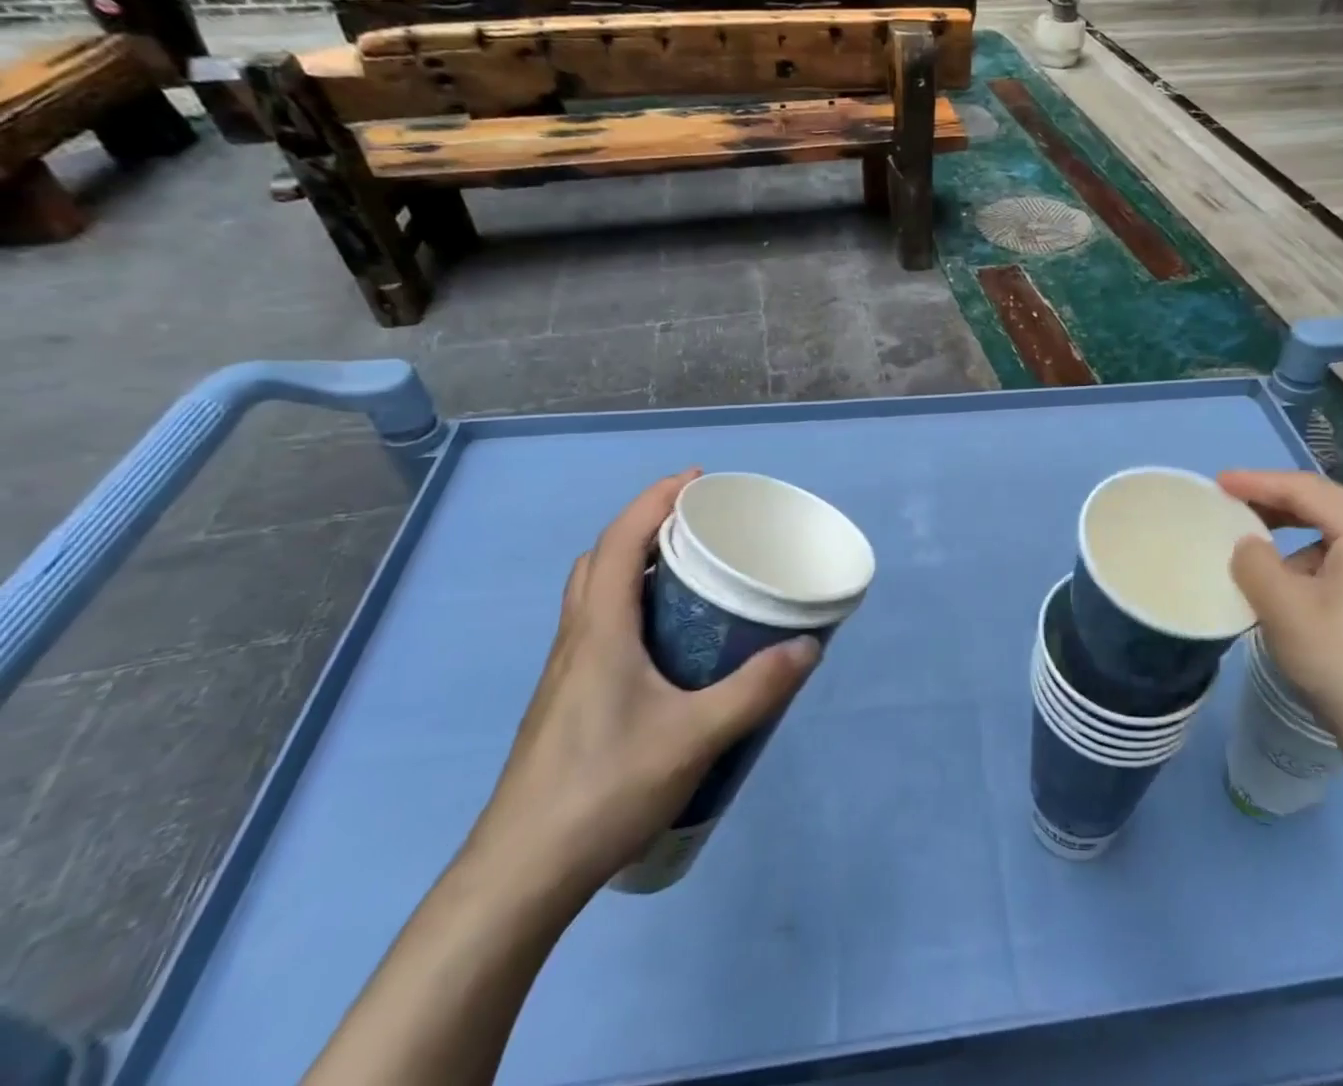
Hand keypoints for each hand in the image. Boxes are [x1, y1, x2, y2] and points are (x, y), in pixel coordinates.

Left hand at [466, 469, 820, 898]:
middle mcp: (576, 638)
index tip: (697, 481)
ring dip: (635, 569)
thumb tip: (807, 647)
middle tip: (697, 530)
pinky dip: (630, 608)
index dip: (656, 499)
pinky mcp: (567, 701)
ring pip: (596, 595)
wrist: (520, 875)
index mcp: (599, 629)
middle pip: (602, 559)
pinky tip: (666, 647)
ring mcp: (565, 672)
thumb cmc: (604, 789)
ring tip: (689, 579)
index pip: (621, 540)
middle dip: (646, 528)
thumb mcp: (694, 737)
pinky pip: (599, 628)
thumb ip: (754, 690)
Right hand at [1218, 470, 1342, 779]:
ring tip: (1277, 570)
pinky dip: (1337, 567)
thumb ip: (1253, 561)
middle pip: (1337, 509)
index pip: (1308, 490)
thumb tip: (1252, 546)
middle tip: (1242, 511)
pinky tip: (1318, 600)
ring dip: (1311, 544)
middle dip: (1285, 508)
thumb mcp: (1282, 608)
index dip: (1258, 482)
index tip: (1219, 484)